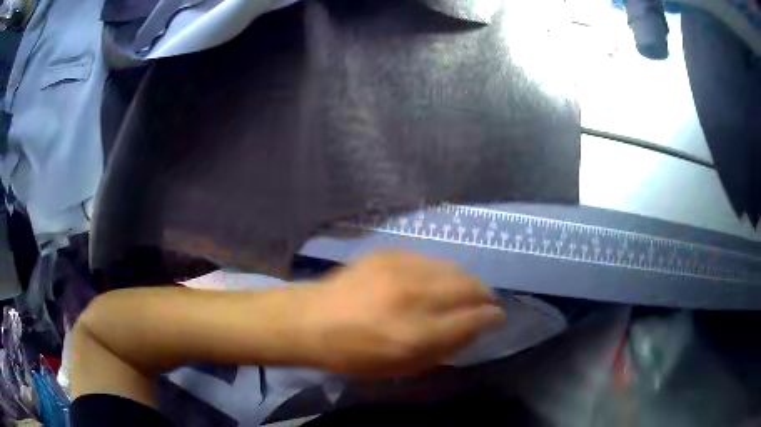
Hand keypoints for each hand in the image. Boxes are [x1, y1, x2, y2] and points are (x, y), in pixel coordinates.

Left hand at [303, 252, 505, 375]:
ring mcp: (401, 270)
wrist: (312, 319)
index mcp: (417, 334)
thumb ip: (444, 348)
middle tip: (486, 303)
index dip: (492, 318)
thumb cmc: (354, 354)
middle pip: (470, 287)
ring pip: (455, 269)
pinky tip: (435, 281)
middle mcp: (415, 297)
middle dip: (485, 296)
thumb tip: (475, 329)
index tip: (498, 318)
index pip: (474, 319)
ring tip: (465, 291)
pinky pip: (431, 260)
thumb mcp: (402, 367)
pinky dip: (442, 272)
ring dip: (466, 282)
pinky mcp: (390, 254)